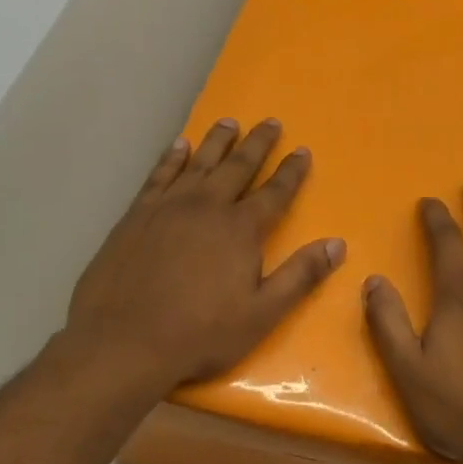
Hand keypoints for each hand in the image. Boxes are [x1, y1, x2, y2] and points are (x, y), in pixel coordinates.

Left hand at [62, 118, 344, 393]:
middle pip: (238, 167)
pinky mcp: (136, 215)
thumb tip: (337, 244)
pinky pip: (159, 174)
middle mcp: (206, 207)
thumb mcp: (263, 313)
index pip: (274, 192)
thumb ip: (300, 276)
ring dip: (217, 141)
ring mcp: (167, 207)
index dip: (291, 172)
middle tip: (270, 122)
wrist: (124, 341)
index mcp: (241, 230)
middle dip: (257, 144)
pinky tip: (179, 146)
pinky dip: (172, 158)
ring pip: (199, 163)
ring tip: (229, 122)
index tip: (302, 150)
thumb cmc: (201, 334)